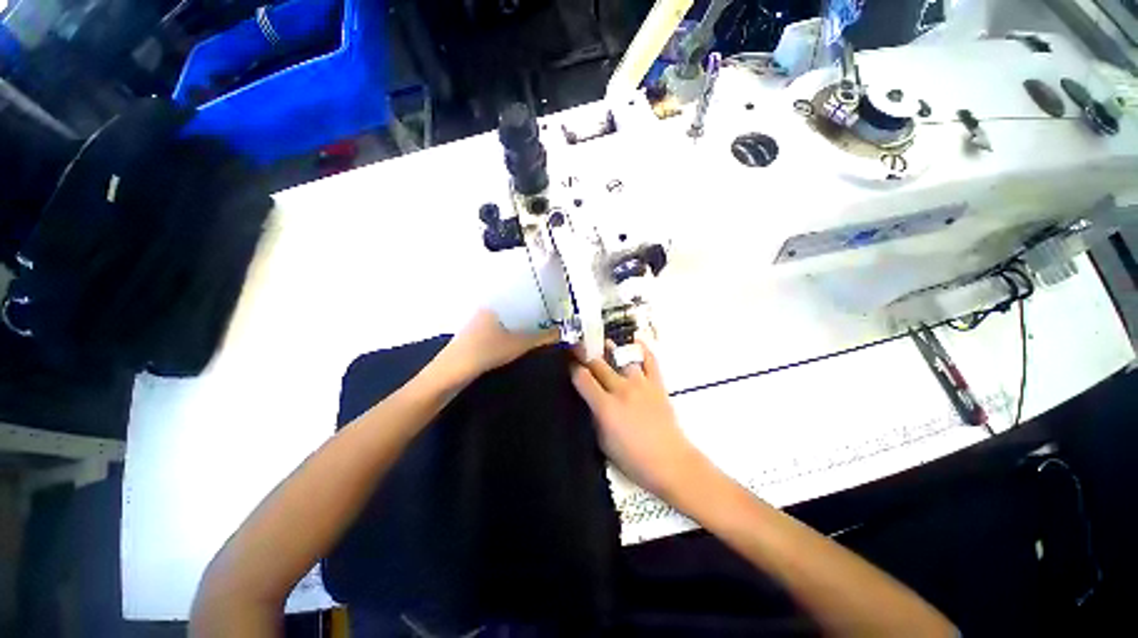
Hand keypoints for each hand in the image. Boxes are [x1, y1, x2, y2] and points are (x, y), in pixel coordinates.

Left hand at [431, 309, 559, 385]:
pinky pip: (500, 326)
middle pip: (514, 306)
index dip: (537, 298)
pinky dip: (512, 329)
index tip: (552, 303)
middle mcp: (486, 308)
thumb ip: (543, 338)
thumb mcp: (519, 345)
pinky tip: (521, 337)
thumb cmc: (486, 352)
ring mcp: (478, 321)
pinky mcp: (476, 334)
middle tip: (551, 317)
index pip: (520, 294)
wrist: (452, 372)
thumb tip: (563, 333)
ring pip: (507, 317)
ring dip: (522, 322)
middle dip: (531, 311)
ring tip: (541, 326)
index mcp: (494, 303)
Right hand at [571, 342, 710, 501]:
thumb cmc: (633, 459)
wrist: (670, 462)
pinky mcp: (657, 384)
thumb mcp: (603, 442)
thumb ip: (594, 416)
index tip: (569, 364)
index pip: (582, 378)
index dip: (573, 368)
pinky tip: (635, 341)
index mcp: (605, 407)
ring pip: (622, 359)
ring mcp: (641, 384)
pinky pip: (650, 360)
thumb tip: (589, 399)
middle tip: (577, 346)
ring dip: (610, 350)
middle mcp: (621, 390)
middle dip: (585, 353)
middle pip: (598, 364)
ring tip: (603, 343)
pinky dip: (642, 349)